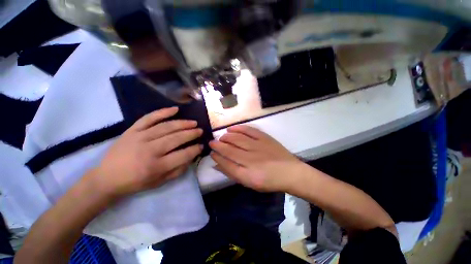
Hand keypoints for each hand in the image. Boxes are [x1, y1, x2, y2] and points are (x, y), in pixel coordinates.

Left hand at [94, 107, 202, 198]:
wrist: (106, 178)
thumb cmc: (135, 182)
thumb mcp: (159, 182)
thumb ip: (178, 170)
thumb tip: (191, 157)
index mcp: (156, 166)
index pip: (183, 155)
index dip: (195, 149)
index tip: (201, 145)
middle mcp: (149, 150)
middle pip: (176, 138)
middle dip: (192, 134)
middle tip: (200, 131)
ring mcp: (140, 137)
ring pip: (166, 127)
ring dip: (183, 123)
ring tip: (193, 122)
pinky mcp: (132, 130)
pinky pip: (149, 118)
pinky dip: (163, 112)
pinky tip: (175, 109)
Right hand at [209, 125, 303, 191]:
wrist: (290, 172)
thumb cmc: (269, 181)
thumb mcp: (249, 183)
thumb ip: (233, 173)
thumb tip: (217, 165)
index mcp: (247, 175)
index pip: (226, 164)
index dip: (217, 157)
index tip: (211, 153)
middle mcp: (251, 159)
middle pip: (230, 150)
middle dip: (218, 145)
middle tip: (212, 142)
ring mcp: (258, 147)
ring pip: (237, 139)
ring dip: (226, 137)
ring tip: (221, 137)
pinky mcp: (265, 138)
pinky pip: (249, 130)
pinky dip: (239, 128)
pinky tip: (231, 128)